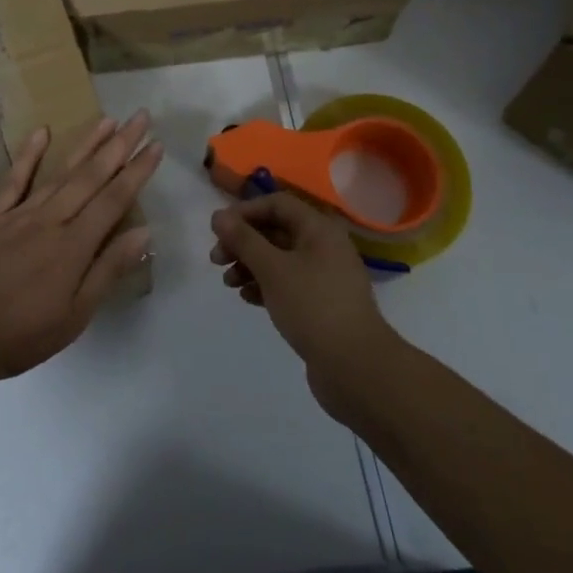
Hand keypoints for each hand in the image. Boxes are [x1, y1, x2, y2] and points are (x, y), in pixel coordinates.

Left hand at [0, 112, 161, 386]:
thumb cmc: (20, 335)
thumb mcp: (74, 317)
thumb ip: (107, 271)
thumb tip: (143, 233)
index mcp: (73, 246)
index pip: (114, 200)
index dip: (137, 172)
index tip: (156, 146)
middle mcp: (50, 220)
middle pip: (91, 176)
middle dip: (120, 145)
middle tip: (141, 117)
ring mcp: (18, 214)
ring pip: (59, 172)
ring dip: (86, 144)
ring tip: (108, 120)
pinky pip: (13, 179)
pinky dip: (28, 155)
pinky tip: (42, 132)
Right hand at [210, 193, 400, 423]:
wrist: (355, 367)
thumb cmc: (313, 307)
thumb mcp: (272, 269)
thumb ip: (243, 240)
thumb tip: (218, 215)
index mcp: (319, 230)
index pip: (277, 204)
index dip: (245, 211)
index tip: (219, 230)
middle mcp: (324, 247)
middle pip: (276, 231)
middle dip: (243, 242)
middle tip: (216, 260)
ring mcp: (325, 277)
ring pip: (279, 259)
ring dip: (250, 265)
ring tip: (229, 284)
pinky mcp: (322, 304)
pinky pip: (288, 283)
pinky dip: (265, 285)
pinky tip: (247, 298)